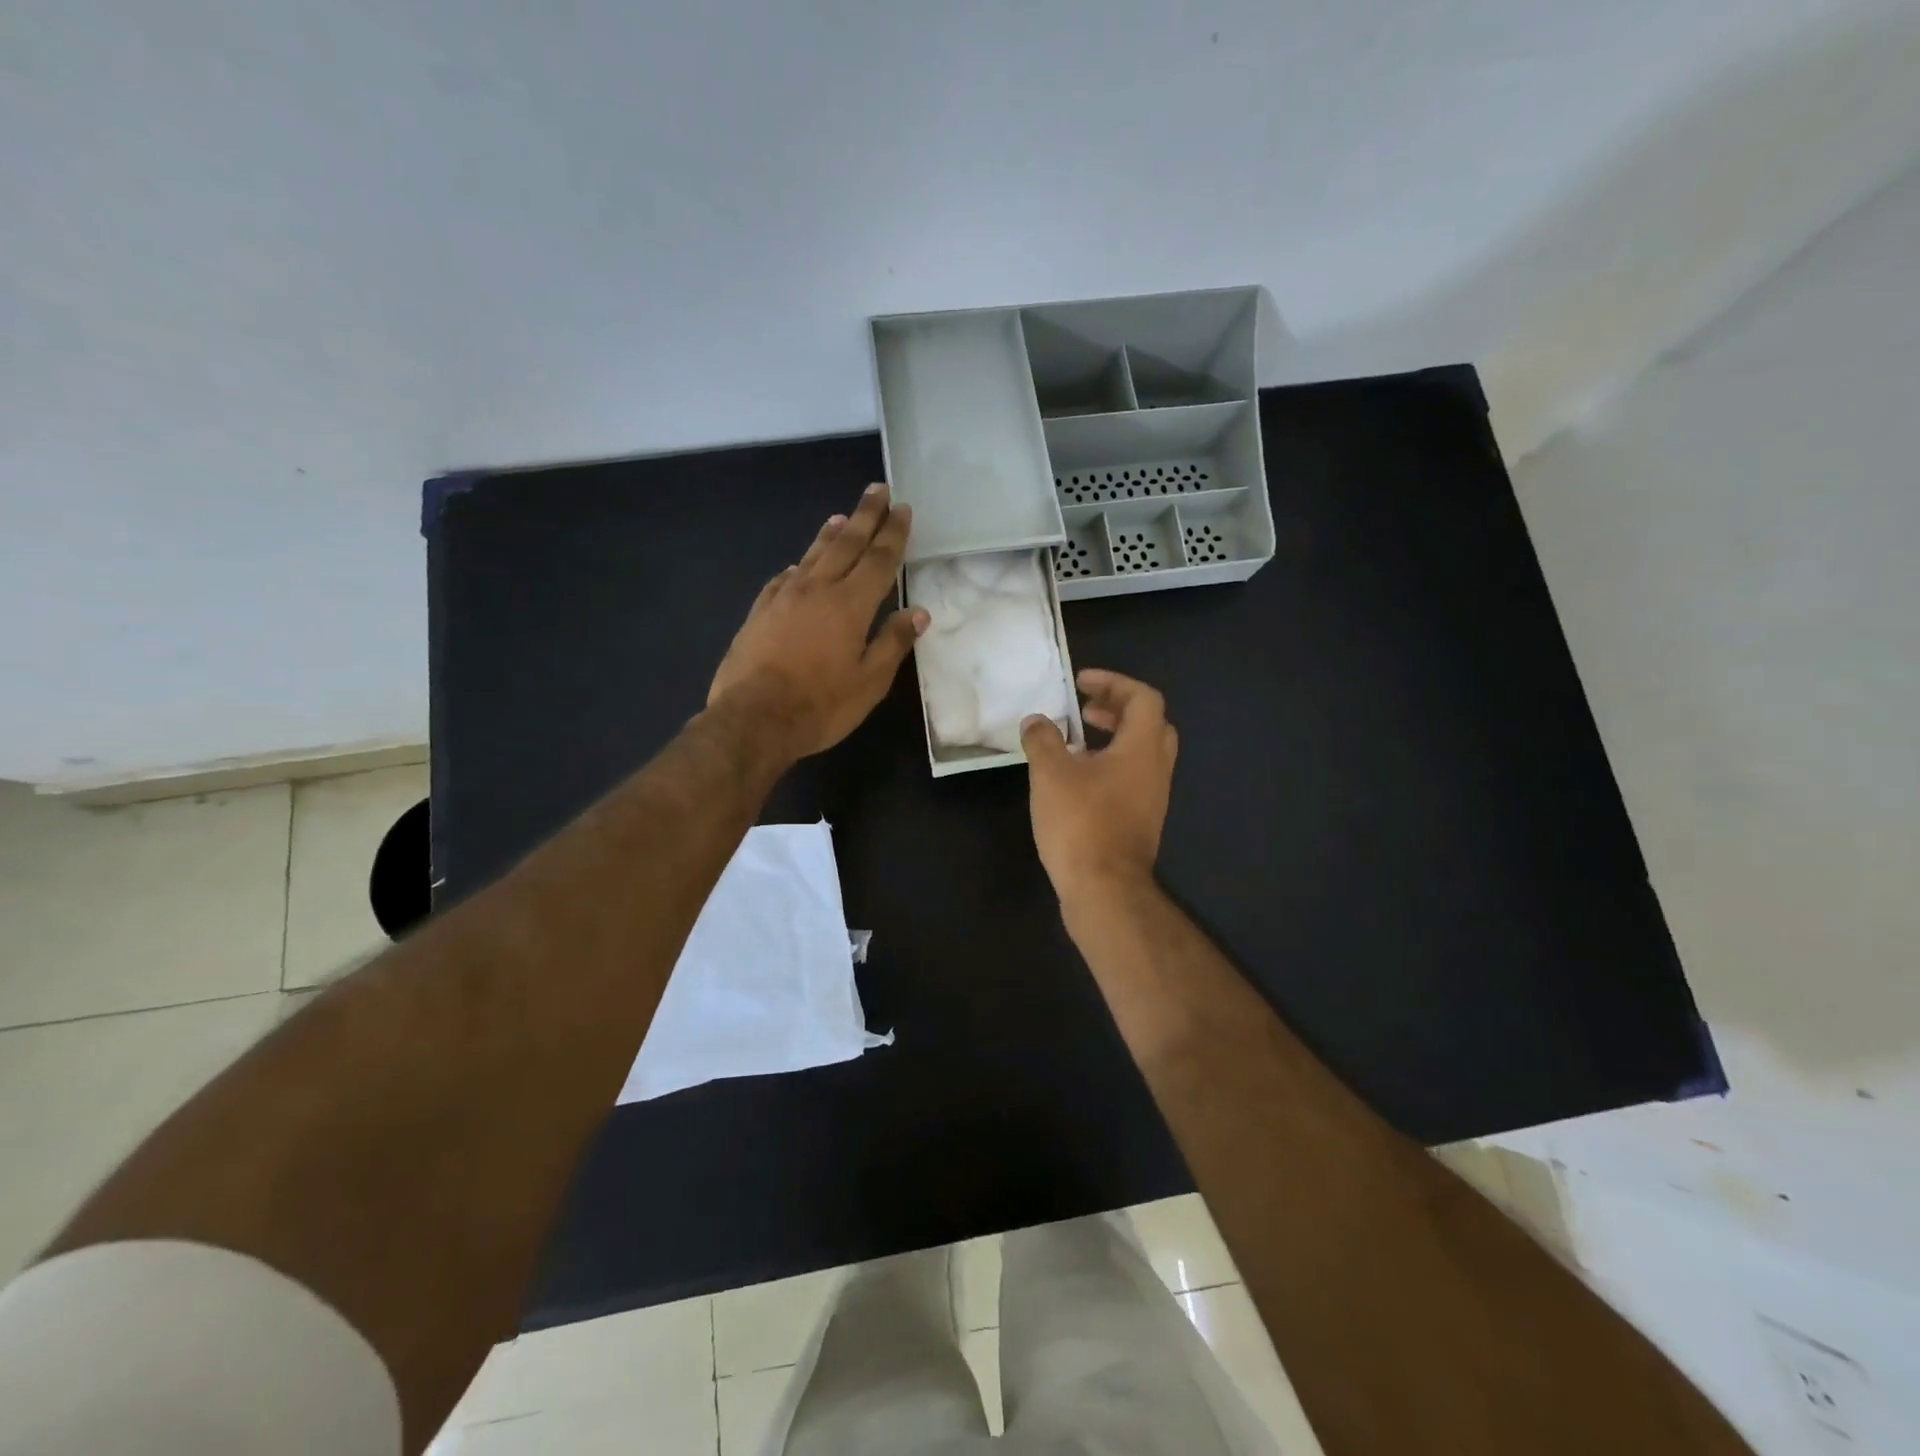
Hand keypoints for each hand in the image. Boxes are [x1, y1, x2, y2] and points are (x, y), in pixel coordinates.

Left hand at [708, 482, 927, 762]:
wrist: (754, 718)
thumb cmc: (821, 705)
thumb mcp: (870, 682)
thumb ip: (893, 643)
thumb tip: (919, 613)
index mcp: (851, 605)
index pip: (879, 559)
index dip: (893, 533)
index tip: (902, 508)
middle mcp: (818, 590)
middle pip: (846, 544)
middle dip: (865, 516)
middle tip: (877, 490)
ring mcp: (784, 598)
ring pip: (812, 556)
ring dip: (830, 534)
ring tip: (841, 516)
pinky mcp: (760, 612)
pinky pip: (783, 579)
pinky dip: (798, 567)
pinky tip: (797, 566)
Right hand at [1020, 669, 1177, 904]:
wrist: (1105, 889)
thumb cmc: (1081, 823)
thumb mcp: (1050, 773)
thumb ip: (1042, 739)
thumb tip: (1036, 721)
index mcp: (1143, 748)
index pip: (1143, 698)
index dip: (1113, 683)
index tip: (1080, 684)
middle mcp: (1156, 769)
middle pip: (1149, 723)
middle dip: (1116, 709)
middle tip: (1084, 710)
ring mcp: (1152, 797)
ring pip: (1141, 753)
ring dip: (1112, 738)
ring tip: (1074, 743)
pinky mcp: (1141, 821)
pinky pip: (1132, 777)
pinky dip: (1110, 765)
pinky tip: (1076, 780)